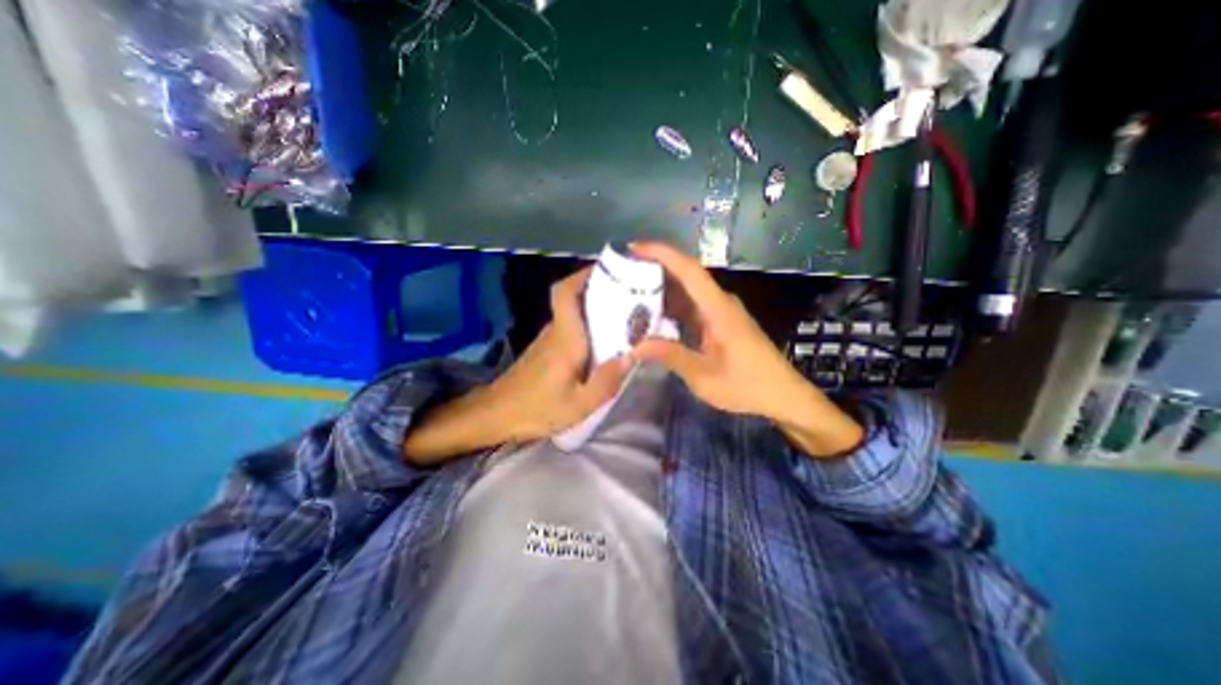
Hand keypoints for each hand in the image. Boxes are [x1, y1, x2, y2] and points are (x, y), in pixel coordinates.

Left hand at [485, 266, 629, 440]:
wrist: (496, 415)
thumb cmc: (537, 409)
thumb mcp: (579, 404)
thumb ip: (607, 380)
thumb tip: (632, 355)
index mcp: (565, 338)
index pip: (566, 293)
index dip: (583, 275)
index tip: (608, 270)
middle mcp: (555, 331)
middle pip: (573, 298)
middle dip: (599, 290)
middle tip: (630, 294)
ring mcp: (548, 340)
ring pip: (573, 313)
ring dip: (595, 308)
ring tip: (625, 316)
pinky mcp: (546, 350)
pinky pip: (571, 328)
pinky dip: (588, 326)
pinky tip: (604, 342)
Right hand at [628, 243, 855, 455]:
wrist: (783, 396)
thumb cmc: (747, 386)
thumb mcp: (704, 376)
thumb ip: (670, 356)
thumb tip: (635, 346)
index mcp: (718, 309)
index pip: (689, 269)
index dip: (662, 253)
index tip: (634, 248)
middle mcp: (720, 303)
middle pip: (686, 275)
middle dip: (655, 270)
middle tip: (623, 275)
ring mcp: (722, 312)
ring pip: (688, 291)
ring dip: (662, 289)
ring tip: (631, 294)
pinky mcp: (721, 322)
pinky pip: (693, 307)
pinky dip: (672, 307)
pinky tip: (654, 318)